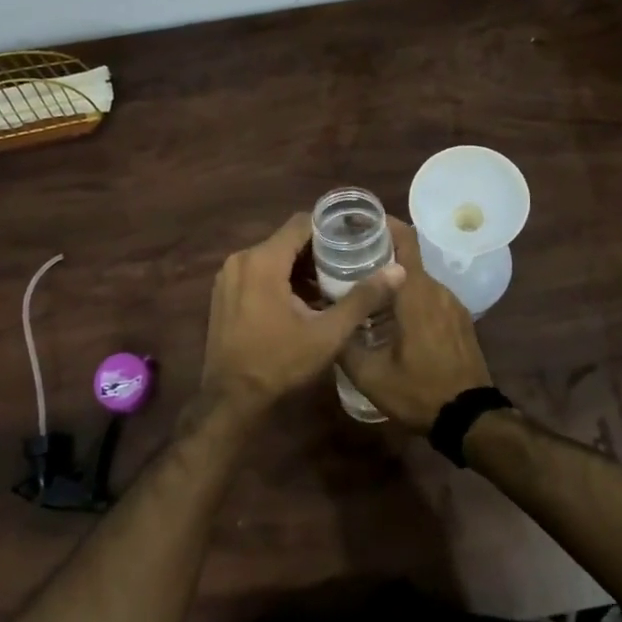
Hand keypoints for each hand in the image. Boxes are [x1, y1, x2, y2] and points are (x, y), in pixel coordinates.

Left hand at [201, 214, 403, 414]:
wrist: (231, 398)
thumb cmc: (279, 362)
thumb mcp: (327, 333)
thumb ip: (362, 298)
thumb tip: (398, 271)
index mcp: (263, 260)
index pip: (300, 223)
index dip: (329, 228)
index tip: (355, 239)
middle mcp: (241, 259)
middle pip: (286, 239)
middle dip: (317, 250)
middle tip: (348, 265)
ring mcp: (228, 276)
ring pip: (271, 256)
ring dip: (299, 266)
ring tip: (330, 284)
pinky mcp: (223, 292)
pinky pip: (257, 271)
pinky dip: (279, 277)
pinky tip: (301, 300)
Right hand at [341, 220, 494, 432]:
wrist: (470, 420)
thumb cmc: (419, 391)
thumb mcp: (370, 375)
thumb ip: (344, 343)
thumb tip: (325, 322)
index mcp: (416, 293)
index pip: (404, 239)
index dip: (384, 223)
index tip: (359, 221)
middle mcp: (437, 289)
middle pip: (407, 257)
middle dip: (379, 252)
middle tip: (348, 258)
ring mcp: (453, 304)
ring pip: (418, 278)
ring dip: (394, 278)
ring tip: (365, 287)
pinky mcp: (460, 320)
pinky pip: (430, 295)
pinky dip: (409, 295)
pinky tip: (391, 314)